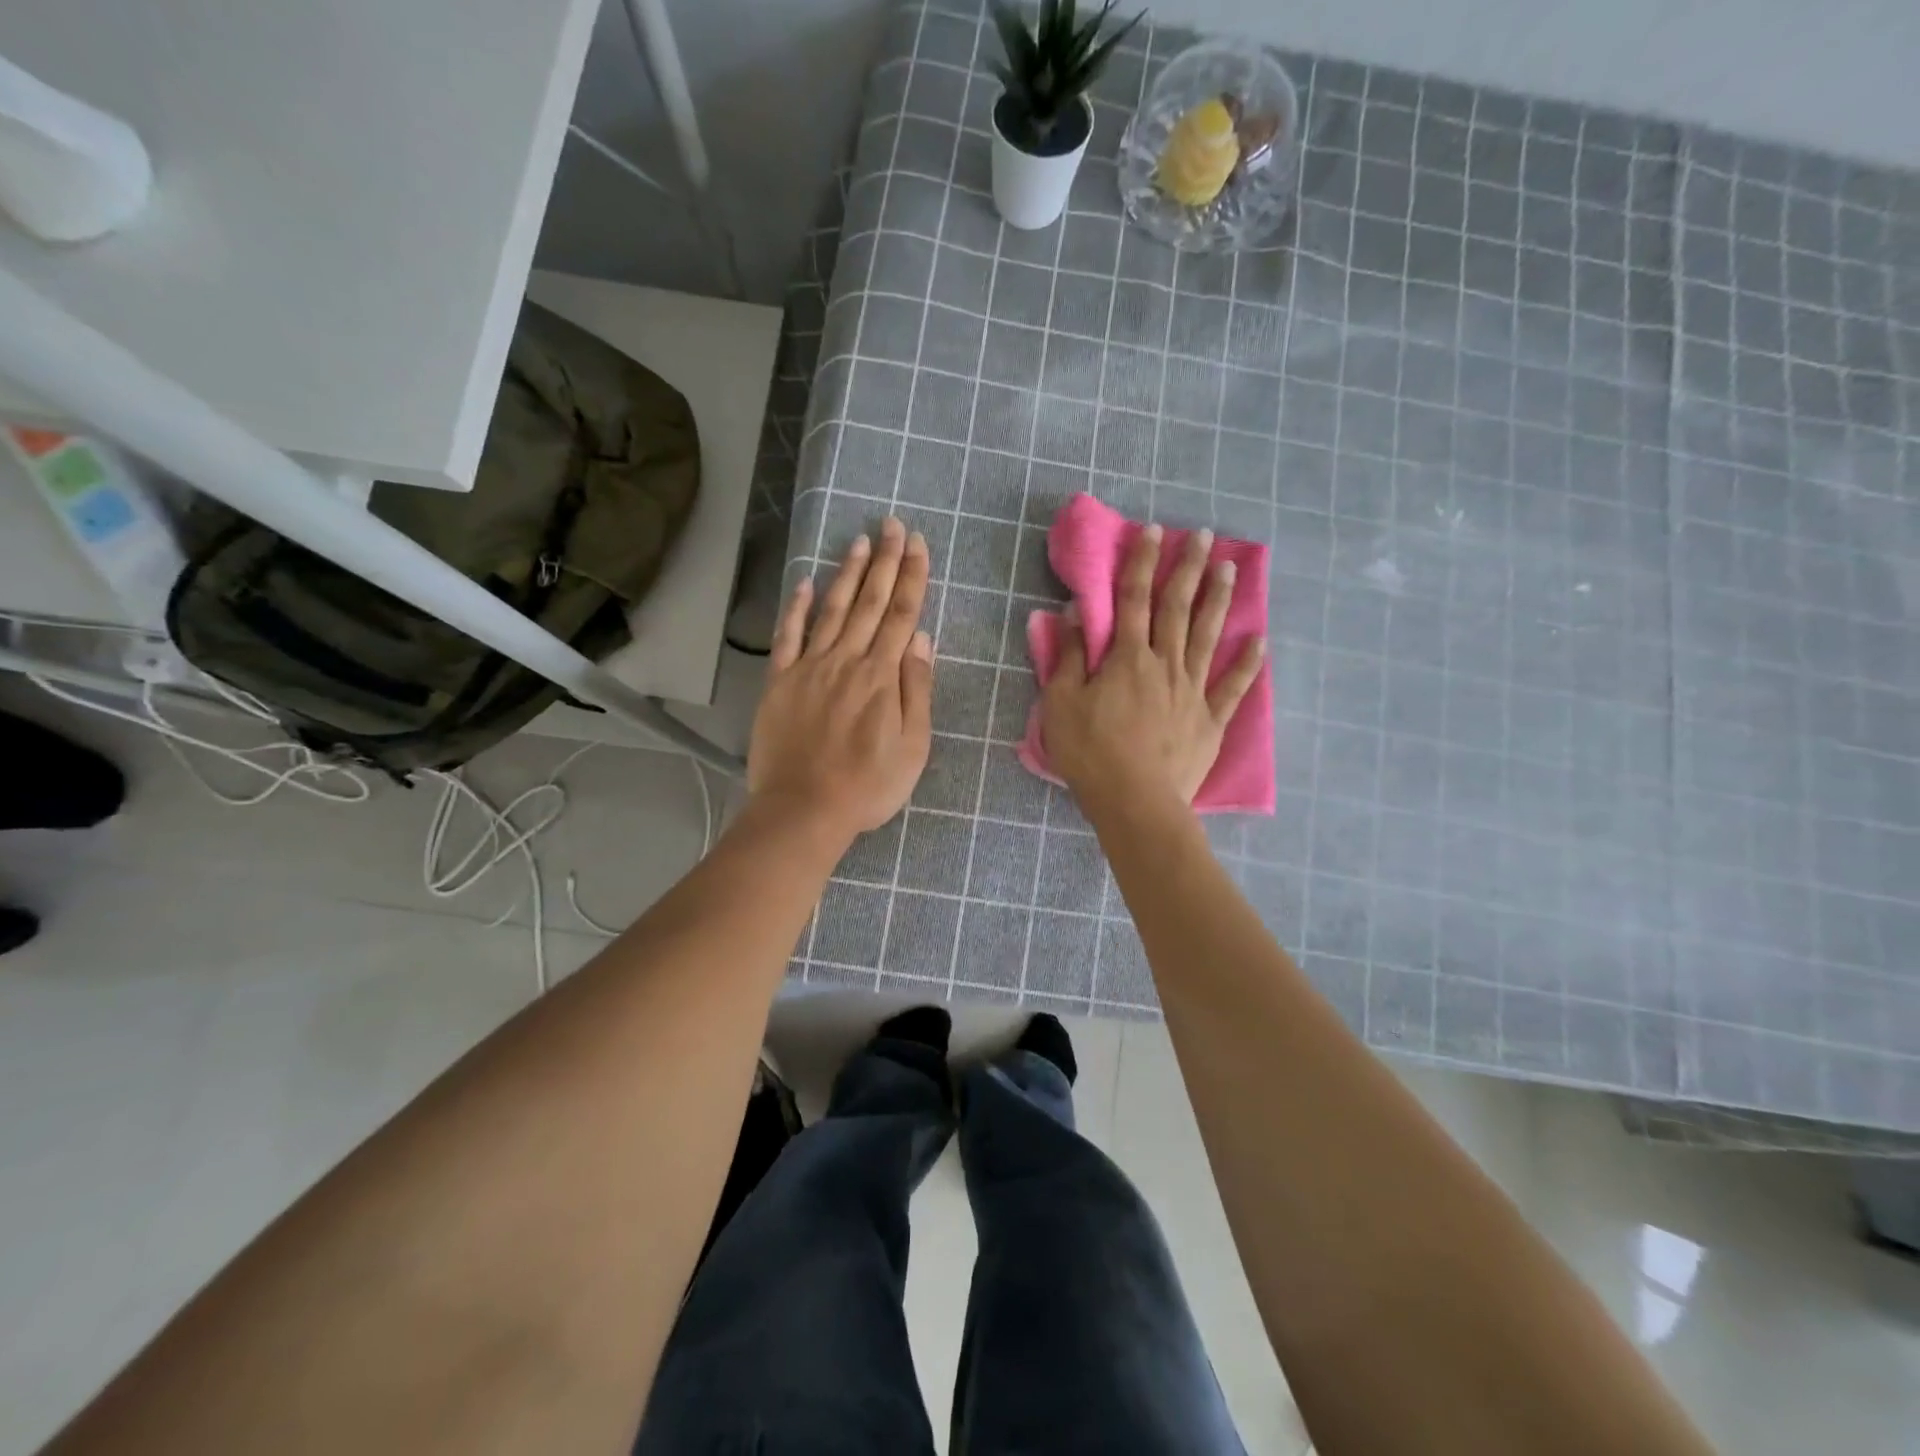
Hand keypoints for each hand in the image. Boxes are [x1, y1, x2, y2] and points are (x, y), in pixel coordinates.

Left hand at [747, 518, 933, 841]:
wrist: (803, 810)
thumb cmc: (867, 786)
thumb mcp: (912, 747)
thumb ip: (916, 690)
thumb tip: (921, 639)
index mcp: (882, 677)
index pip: (901, 614)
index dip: (911, 576)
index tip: (918, 544)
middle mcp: (847, 661)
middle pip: (869, 602)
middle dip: (884, 561)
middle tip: (892, 524)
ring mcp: (809, 668)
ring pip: (832, 610)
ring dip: (847, 573)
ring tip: (859, 540)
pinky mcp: (779, 682)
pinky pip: (788, 636)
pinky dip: (797, 607)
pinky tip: (806, 582)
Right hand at [1041, 523, 1264, 810]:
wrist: (1135, 801)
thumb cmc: (1091, 753)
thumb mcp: (1062, 703)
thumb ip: (1070, 657)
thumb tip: (1075, 612)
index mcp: (1127, 658)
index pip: (1133, 599)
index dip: (1142, 562)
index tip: (1154, 531)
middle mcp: (1165, 664)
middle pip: (1177, 608)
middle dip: (1187, 568)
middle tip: (1203, 534)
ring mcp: (1192, 691)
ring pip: (1207, 637)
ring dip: (1218, 600)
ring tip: (1230, 568)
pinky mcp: (1210, 720)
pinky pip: (1232, 687)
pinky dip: (1248, 664)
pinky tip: (1260, 641)